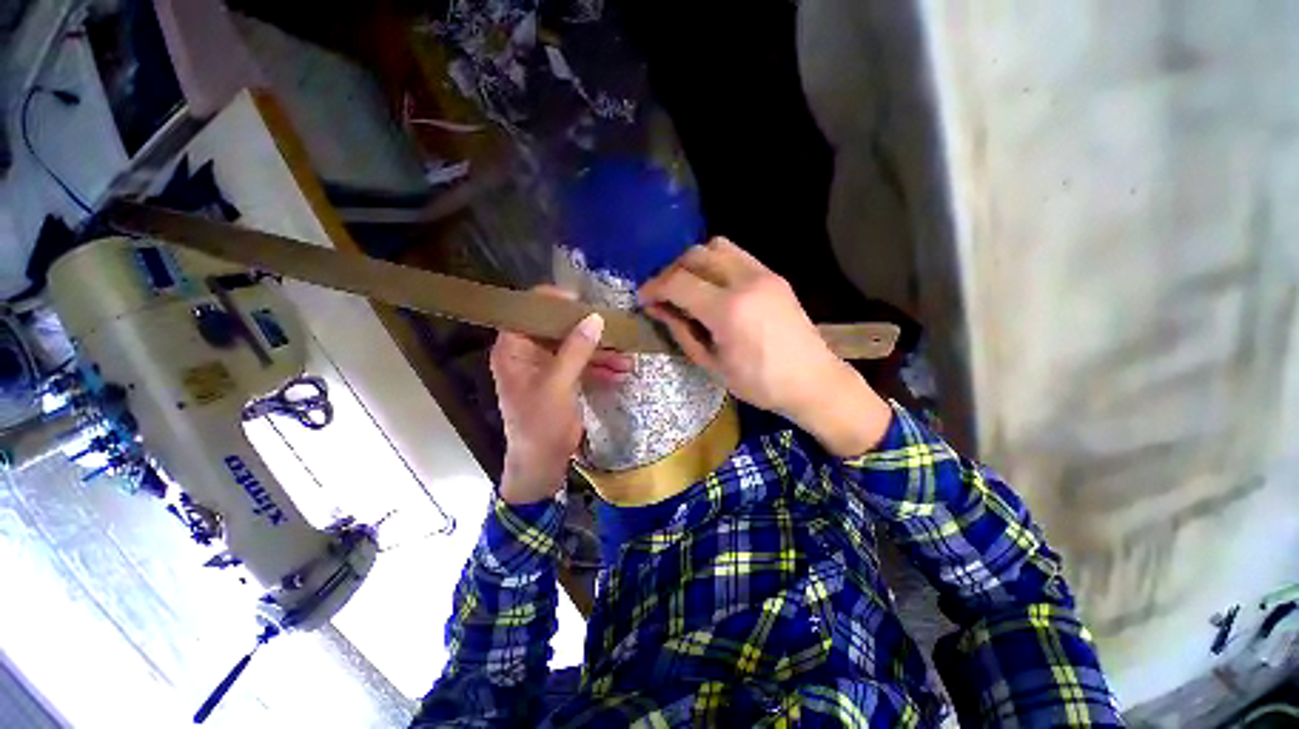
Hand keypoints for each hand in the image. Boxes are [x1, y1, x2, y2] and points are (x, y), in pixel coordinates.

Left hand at [491, 287, 632, 503]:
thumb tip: (595, 317)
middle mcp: (529, 353)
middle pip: (559, 329)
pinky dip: (601, 368)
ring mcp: (548, 367)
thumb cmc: (540, 423)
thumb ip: (576, 350)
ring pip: (576, 348)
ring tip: (627, 358)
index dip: (554, 302)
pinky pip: (583, 366)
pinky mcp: (563, 380)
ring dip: (601, 353)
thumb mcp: (557, 385)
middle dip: (589, 332)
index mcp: (514, 349)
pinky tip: (621, 372)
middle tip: (614, 330)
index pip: (529, 312)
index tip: (583, 302)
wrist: (543, 463)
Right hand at [638, 238, 890, 455]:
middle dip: (671, 271)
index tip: (642, 298)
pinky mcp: (773, 275)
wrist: (813, 381)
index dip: (654, 288)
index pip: (678, 282)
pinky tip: (712, 286)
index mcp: (728, 310)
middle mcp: (745, 281)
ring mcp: (763, 274)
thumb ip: (682, 331)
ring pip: (716, 246)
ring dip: (694, 262)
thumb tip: (658, 309)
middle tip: (663, 293)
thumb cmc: (760, 383)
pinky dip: (715, 263)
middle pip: (695, 255)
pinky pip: (736, 255)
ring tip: (687, 286)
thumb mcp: (712, 364)